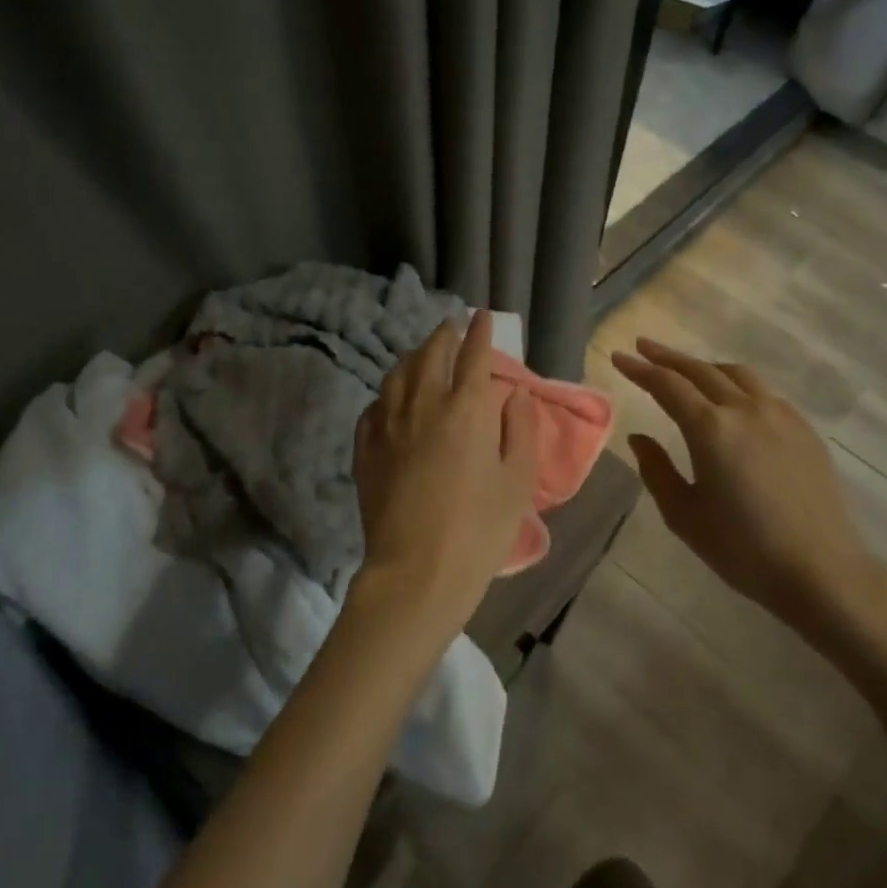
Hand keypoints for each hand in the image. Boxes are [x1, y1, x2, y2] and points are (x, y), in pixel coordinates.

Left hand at [351, 313, 538, 646]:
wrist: (416, 571)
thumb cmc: (479, 530)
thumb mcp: (517, 482)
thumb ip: (520, 430)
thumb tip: (514, 393)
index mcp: (466, 410)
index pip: (473, 355)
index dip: (479, 331)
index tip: (481, 315)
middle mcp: (423, 405)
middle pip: (430, 354)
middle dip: (443, 335)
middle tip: (451, 327)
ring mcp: (388, 425)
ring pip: (397, 374)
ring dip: (413, 357)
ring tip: (423, 355)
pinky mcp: (366, 448)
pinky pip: (375, 405)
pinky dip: (389, 392)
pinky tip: (393, 398)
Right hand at [613, 338, 886, 659]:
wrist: (819, 569)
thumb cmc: (742, 548)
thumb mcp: (683, 515)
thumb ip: (656, 470)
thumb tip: (639, 438)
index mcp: (710, 429)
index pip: (667, 385)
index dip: (640, 369)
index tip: (618, 356)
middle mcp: (745, 409)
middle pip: (700, 370)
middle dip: (668, 357)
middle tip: (643, 347)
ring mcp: (780, 415)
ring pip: (737, 375)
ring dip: (705, 367)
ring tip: (686, 370)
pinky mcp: (804, 429)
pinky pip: (764, 393)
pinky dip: (738, 385)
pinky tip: (733, 400)